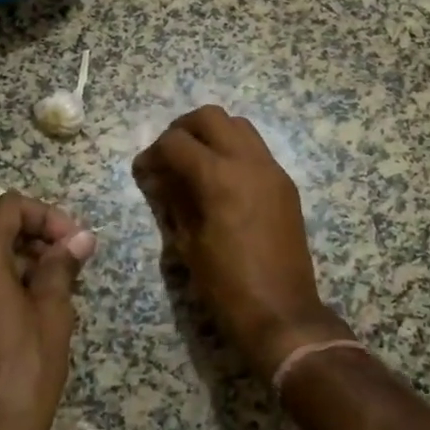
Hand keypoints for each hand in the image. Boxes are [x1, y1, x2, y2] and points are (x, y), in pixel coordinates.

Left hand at [0, 193, 95, 429]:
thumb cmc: (23, 372)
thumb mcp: (52, 314)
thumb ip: (62, 266)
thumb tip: (81, 238)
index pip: (9, 207)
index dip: (47, 216)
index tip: (75, 243)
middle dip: (31, 229)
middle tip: (65, 255)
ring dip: (17, 251)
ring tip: (54, 280)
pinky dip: (0, 272)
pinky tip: (29, 301)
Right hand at [132, 106, 351, 378]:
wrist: (282, 313)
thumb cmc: (226, 285)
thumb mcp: (188, 244)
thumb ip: (173, 200)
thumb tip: (159, 177)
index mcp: (219, 177)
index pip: (175, 142)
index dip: (152, 153)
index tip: (143, 171)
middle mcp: (248, 162)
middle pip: (210, 117)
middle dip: (182, 129)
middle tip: (168, 155)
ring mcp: (272, 170)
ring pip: (238, 125)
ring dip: (212, 134)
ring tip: (195, 162)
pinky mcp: (285, 184)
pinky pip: (256, 149)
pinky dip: (234, 150)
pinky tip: (221, 179)